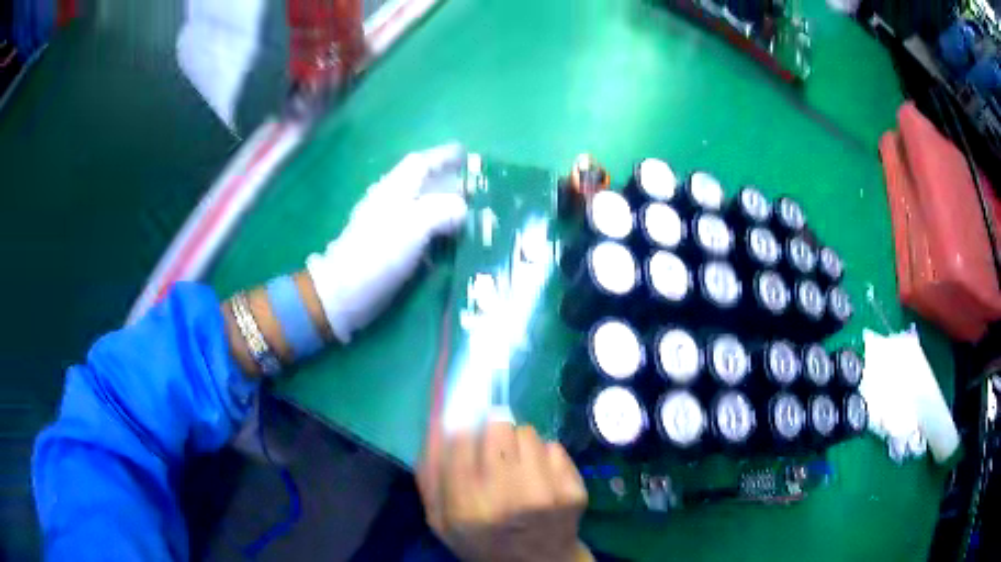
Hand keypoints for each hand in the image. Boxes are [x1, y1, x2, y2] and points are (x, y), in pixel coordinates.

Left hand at [306, 143, 468, 342]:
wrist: (344, 292)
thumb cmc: (378, 253)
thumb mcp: (415, 226)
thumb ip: (444, 210)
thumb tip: (463, 208)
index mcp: (395, 190)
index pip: (421, 163)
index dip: (443, 156)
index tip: (466, 154)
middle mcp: (391, 203)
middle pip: (422, 185)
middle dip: (449, 183)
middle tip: (475, 190)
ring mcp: (388, 227)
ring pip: (421, 208)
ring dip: (444, 208)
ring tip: (469, 216)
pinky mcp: (388, 250)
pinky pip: (418, 233)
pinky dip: (436, 232)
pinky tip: (448, 244)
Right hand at [418, 419, 591, 561]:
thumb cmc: (482, 540)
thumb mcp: (440, 518)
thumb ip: (431, 472)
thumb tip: (438, 418)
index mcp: (467, 507)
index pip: (462, 439)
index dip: (465, 431)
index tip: (468, 436)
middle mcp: (507, 498)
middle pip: (498, 427)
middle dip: (494, 434)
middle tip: (496, 453)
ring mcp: (545, 494)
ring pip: (527, 432)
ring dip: (520, 443)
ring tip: (519, 468)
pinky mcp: (572, 491)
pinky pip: (554, 447)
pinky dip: (545, 457)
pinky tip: (541, 478)